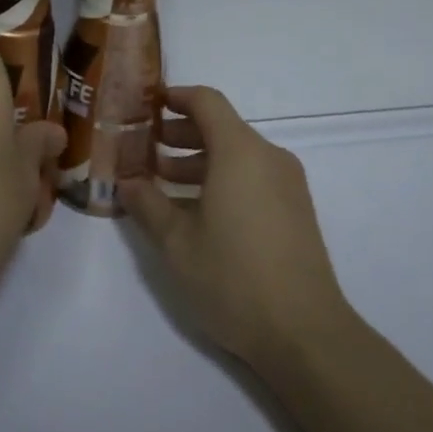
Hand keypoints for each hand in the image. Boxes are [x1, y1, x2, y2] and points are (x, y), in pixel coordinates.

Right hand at [119, 86, 354, 371]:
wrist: (306, 334)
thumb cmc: (234, 277)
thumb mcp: (177, 243)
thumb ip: (147, 204)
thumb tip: (126, 182)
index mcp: (239, 151)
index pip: (206, 101)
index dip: (175, 97)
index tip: (148, 105)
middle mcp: (267, 156)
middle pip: (221, 126)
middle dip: (181, 133)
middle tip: (146, 149)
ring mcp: (287, 184)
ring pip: (237, 154)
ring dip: (200, 160)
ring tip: (164, 183)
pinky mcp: (296, 210)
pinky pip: (254, 176)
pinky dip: (223, 179)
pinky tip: (198, 211)